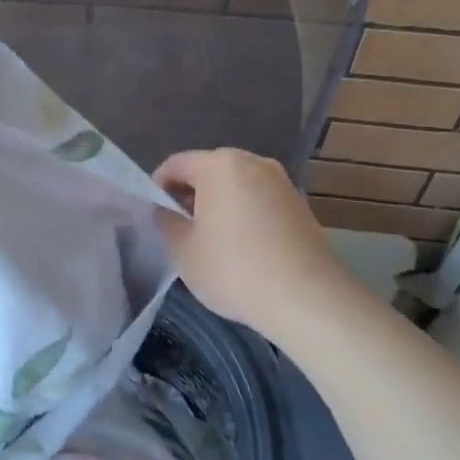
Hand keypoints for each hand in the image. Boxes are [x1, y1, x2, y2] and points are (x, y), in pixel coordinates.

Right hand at [152, 149, 351, 336]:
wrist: (307, 297)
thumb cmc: (234, 269)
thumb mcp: (184, 251)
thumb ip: (167, 222)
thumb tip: (165, 210)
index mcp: (219, 165)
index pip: (176, 164)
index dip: (158, 185)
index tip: (152, 212)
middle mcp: (252, 162)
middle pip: (209, 170)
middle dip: (190, 193)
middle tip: (179, 225)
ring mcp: (281, 181)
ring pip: (237, 184)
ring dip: (220, 203)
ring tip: (211, 238)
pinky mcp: (300, 204)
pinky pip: (260, 200)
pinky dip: (246, 213)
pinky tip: (243, 245)